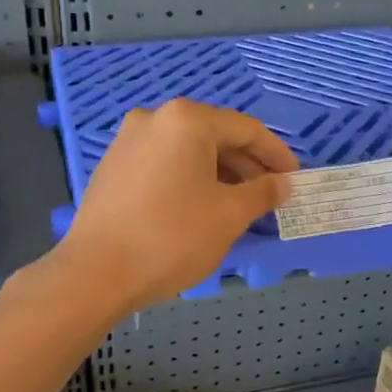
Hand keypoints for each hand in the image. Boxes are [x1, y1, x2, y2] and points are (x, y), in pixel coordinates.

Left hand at [56, 99, 297, 313]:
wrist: (96, 272)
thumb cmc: (172, 236)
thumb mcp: (229, 215)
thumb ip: (263, 192)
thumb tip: (283, 183)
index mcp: (186, 120)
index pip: (246, 129)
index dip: (276, 155)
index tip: (294, 180)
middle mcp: (154, 119)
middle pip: (215, 137)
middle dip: (247, 167)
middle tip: (269, 197)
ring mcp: (128, 142)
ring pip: (188, 152)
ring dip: (219, 175)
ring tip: (239, 207)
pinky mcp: (112, 168)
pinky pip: (164, 165)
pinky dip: (189, 180)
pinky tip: (200, 209)